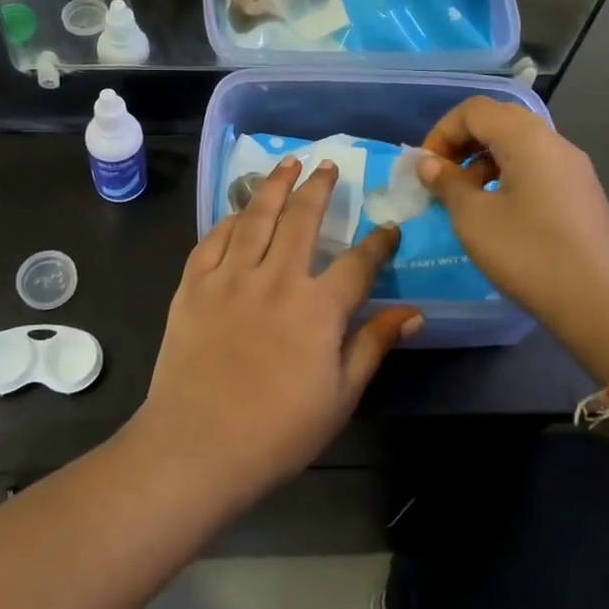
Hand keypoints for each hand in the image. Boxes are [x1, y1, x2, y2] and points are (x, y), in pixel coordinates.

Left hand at [138, 157, 420, 497]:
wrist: (197, 446)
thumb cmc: (277, 432)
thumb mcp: (340, 397)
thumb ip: (374, 346)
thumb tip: (414, 313)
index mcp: (317, 308)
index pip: (358, 264)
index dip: (379, 244)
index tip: (389, 229)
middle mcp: (276, 278)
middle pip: (302, 219)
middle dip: (319, 188)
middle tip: (329, 166)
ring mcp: (230, 277)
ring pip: (256, 216)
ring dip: (275, 185)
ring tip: (288, 163)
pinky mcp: (194, 284)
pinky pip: (214, 238)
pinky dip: (231, 219)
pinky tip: (240, 211)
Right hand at [415, 98, 608, 377]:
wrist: (598, 304)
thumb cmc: (528, 254)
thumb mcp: (473, 218)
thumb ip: (446, 182)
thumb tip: (429, 163)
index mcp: (527, 139)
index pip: (474, 110)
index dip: (442, 132)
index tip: (425, 168)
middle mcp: (554, 143)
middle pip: (498, 121)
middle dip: (461, 143)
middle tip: (441, 178)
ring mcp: (573, 168)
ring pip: (518, 144)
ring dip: (482, 161)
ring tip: (465, 198)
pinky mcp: (581, 193)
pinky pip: (536, 167)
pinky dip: (506, 176)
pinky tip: (497, 212)